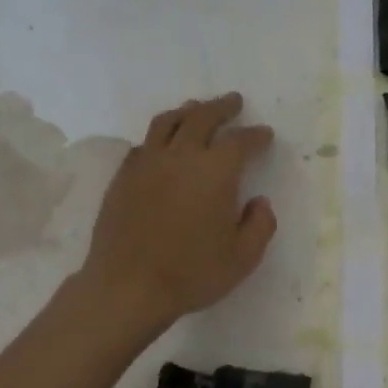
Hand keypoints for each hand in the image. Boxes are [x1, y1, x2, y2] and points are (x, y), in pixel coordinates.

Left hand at [82, 93, 276, 330]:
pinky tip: (162, 144)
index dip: (256, 136)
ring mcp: (146, 163)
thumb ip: (260, 225)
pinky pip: (144, 144)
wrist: (128, 286)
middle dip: (221, 108)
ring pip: (167, 122)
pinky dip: (159, 136)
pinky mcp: (123, 177)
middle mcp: (181, 156)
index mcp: (216, 171)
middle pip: (202, 117)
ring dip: (187, 111)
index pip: (240, 141)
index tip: (265, 135)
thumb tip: (260, 202)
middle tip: (234, 102)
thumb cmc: (192, 273)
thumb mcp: (243, 258)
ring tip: (196, 109)